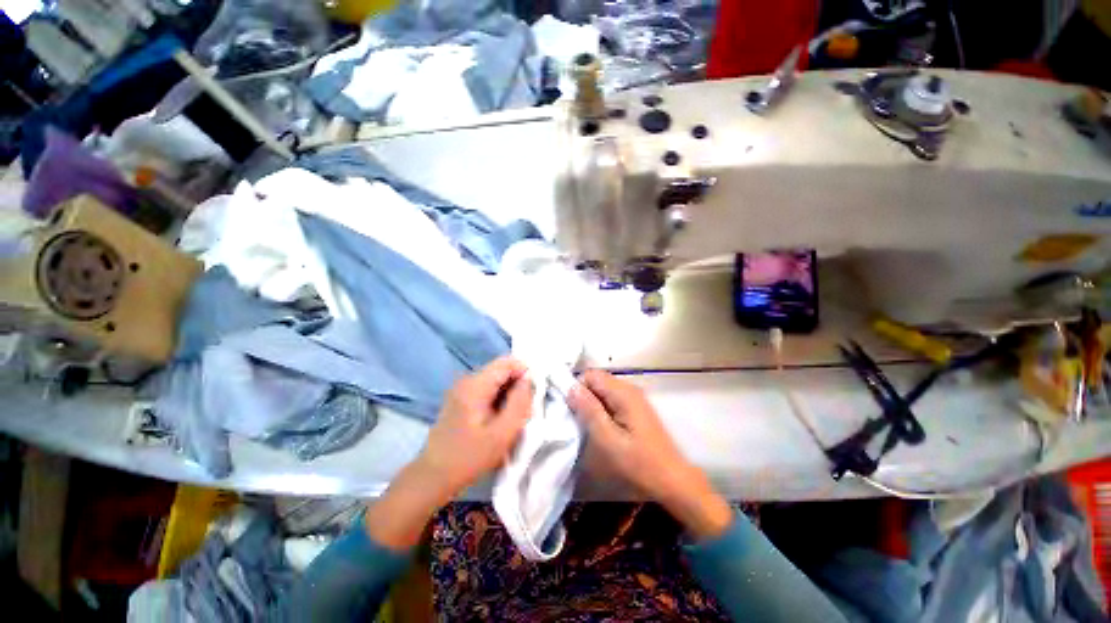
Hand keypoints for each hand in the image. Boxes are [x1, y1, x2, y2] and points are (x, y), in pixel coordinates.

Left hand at [367, 357, 532, 549]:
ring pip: (496, 379)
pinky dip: (499, 399)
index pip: (507, 362)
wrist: (433, 477)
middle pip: (501, 369)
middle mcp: (467, 380)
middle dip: (518, 385)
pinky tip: (499, 419)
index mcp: (475, 385)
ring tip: (512, 417)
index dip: (525, 372)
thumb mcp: (502, 434)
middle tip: (524, 410)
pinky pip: (487, 389)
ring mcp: (462, 388)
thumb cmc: (469, 458)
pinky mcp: (461, 397)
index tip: (533, 394)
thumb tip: (529, 379)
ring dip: (509, 393)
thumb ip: (520, 402)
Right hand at [569, 370, 732, 539]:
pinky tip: (601, 428)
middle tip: (577, 420)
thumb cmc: (639, 463)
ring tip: (587, 426)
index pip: (591, 374)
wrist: (672, 481)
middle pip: (597, 380)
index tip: (570, 409)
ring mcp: (634, 398)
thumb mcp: (608, 439)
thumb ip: (589, 410)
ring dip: (591, 403)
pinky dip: (601, 409)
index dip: (577, 387)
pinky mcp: (636, 409)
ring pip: (603, 390)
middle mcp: (630, 389)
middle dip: (583, 395)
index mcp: (623, 393)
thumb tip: (570, 387)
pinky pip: (611, 399)